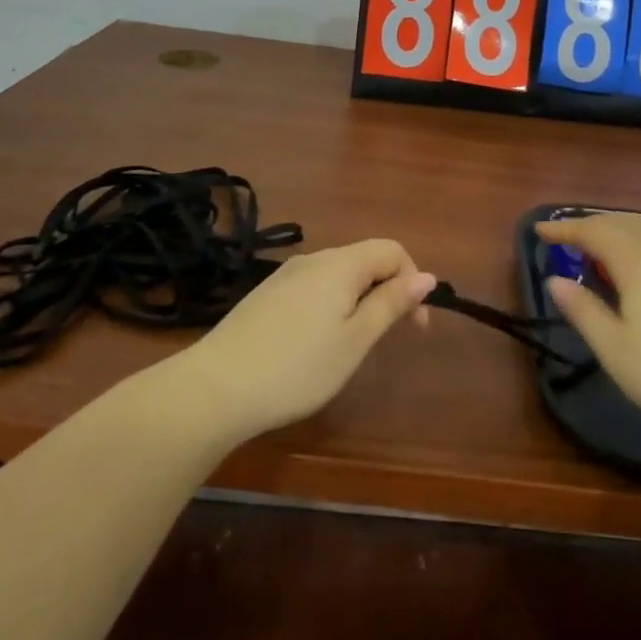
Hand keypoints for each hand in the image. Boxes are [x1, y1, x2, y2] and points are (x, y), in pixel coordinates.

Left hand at [179, 239, 436, 440]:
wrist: (214, 388)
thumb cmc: (297, 367)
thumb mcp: (355, 340)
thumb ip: (391, 304)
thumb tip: (426, 276)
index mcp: (340, 264)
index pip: (392, 250)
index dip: (413, 281)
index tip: (416, 326)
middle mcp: (313, 259)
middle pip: (365, 259)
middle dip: (387, 291)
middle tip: (387, 338)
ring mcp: (285, 276)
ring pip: (338, 275)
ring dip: (359, 300)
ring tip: (352, 345)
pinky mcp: (266, 295)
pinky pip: (314, 288)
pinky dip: (331, 306)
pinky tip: (316, 344)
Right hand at [537, 213, 640, 444]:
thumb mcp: (615, 350)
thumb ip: (583, 311)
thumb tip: (555, 280)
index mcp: (636, 262)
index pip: (593, 231)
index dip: (565, 228)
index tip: (540, 230)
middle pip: (622, 222)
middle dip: (591, 225)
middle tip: (568, 238)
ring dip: (620, 229)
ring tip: (604, 246)